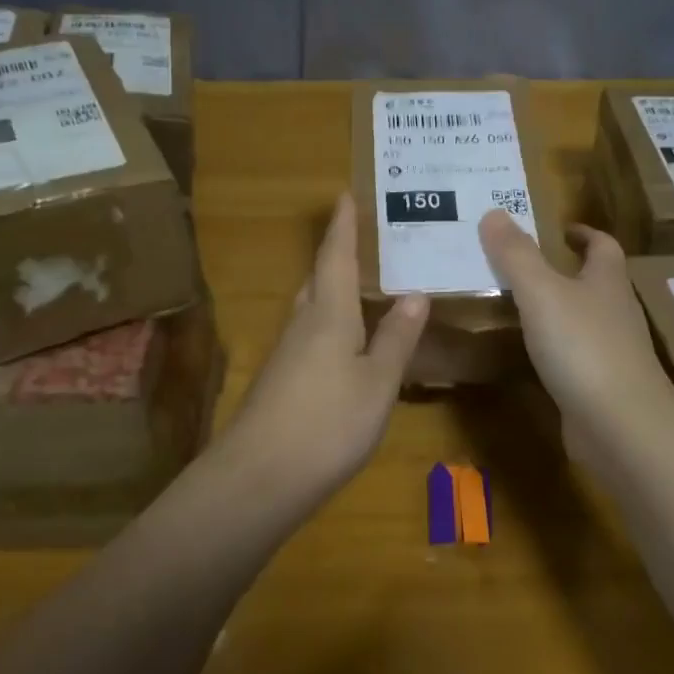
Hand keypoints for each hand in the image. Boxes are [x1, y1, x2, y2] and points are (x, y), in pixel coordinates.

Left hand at [215, 193, 426, 500]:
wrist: (260, 479)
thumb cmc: (328, 423)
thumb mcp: (377, 382)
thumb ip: (396, 339)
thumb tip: (414, 295)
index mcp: (328, 315)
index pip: (336, 258)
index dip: (342, 227)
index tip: (344, 194)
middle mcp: (302, 326)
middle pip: (318, 281)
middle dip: (335, 257)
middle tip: (360, 241)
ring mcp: (286, 356)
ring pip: (311, 310)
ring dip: (332, 292)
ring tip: (360, 288)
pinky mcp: (280, 383)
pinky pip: (309, 338)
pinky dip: (330, 327)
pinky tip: (344, 346)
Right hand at [478, 210, 673, 460]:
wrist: (620, 425)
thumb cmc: (582, 346)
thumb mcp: (541, 291)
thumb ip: (515, 254)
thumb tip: (493, 212)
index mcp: (606, 280)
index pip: (602, 245)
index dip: (584, 234)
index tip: (562, 229)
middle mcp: (615, 312)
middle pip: (596, 282)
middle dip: (567, 270)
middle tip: (523, 265)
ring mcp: (612, 352)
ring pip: (585, 320)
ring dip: (559, 310)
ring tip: (519, 305)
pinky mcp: (602, 386)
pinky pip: (576, 357)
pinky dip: (555, 349)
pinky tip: (529, 355)